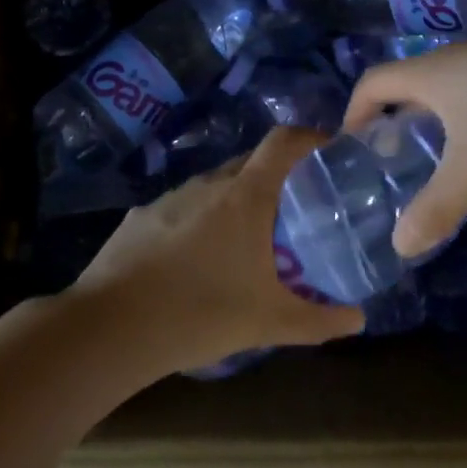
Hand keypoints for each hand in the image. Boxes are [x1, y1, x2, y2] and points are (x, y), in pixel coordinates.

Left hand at [71, 127, 365, 373]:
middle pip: (250, 162)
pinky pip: (180, 209)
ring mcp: (169, 199)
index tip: (328, 151)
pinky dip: (197, 222)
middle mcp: (208, 184)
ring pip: (213, 186)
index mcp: (245, 196)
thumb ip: (318, 320)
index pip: (283, 142)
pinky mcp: (139, 219)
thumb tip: (358, 319)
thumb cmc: (200, 313)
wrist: (108, 329)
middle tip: (293, 208)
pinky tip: (192, 261)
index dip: (309, 138)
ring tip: (243, 239)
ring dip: (234, 201)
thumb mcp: (268, 322)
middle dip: (276, 176)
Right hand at [342, 17, 466, 257]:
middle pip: (409, 85)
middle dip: (396, 122)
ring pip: (449, 91)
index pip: (372, 81)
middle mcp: (455, 59)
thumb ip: (437, 206)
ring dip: (436, 123)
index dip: (354, 111)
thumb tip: (401, 246)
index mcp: (429, 73)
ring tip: (441, 163)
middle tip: (395, 165)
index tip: (353, 147)